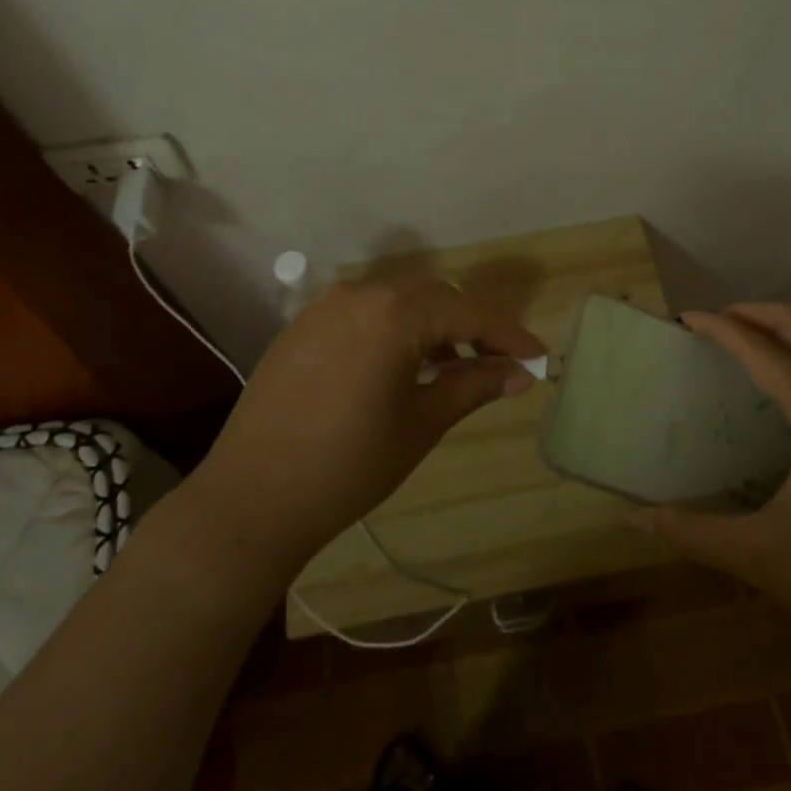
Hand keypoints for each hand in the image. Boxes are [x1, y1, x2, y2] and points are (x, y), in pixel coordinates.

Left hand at [186, 279, 545, 573]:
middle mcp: (360, 293)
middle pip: (434, 297)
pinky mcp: (303, 325)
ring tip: (453, 364)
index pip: (467, 313)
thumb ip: (474, 386)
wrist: (252, 497)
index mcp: (394, 313)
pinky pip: (364, 312)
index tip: (537, 356)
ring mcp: (326, 306)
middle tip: (500, 361)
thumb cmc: (349, 465)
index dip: (508, 334)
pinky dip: (394, 328)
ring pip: (398, 300)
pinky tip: (402, 363)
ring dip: (432, 324)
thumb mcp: (422, 423)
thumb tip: (521, 373)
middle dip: (471, 325)